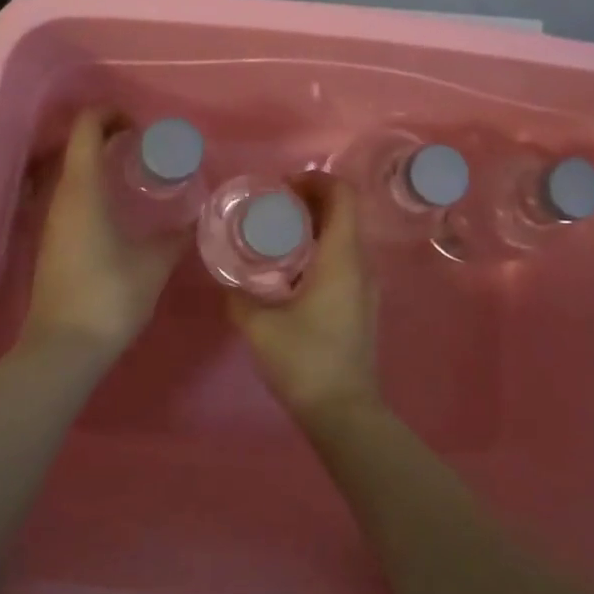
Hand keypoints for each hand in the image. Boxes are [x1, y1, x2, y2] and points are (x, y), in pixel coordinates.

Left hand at [22, 109, 183, 363]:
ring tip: (138, 174)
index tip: (141, 125)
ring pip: (74, 170)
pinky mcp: (53, 240)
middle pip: (79, 145)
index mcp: (83, 188)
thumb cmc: (110, 295)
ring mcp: (53, 219)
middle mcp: (62, 195)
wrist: (63, 349)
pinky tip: (120, 208)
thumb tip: (195, 220)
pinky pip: (72, 194)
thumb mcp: (154, 263)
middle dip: (111, 135)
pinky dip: (95, 185)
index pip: (87, 127)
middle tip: (147, 146)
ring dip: (102, 162)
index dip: (111, 114)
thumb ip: (176, 236)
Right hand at [227, 174, 380, 422]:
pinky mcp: (362, 304)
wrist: (344, 413)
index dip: (315, 180)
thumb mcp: (259, 325)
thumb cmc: (304, 361)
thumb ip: (239, 295)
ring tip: (279, 235)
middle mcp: (361, 263)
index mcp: (342, 257)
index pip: (342, 194)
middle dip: (310, 199)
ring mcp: (366, 285)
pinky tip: (292, 270)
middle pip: (344, 211)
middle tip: (274, 207)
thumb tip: (228, 279)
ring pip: (346, 235)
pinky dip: (322, 248)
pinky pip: (345, 258)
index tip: (283, 188)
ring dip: (316, 225)